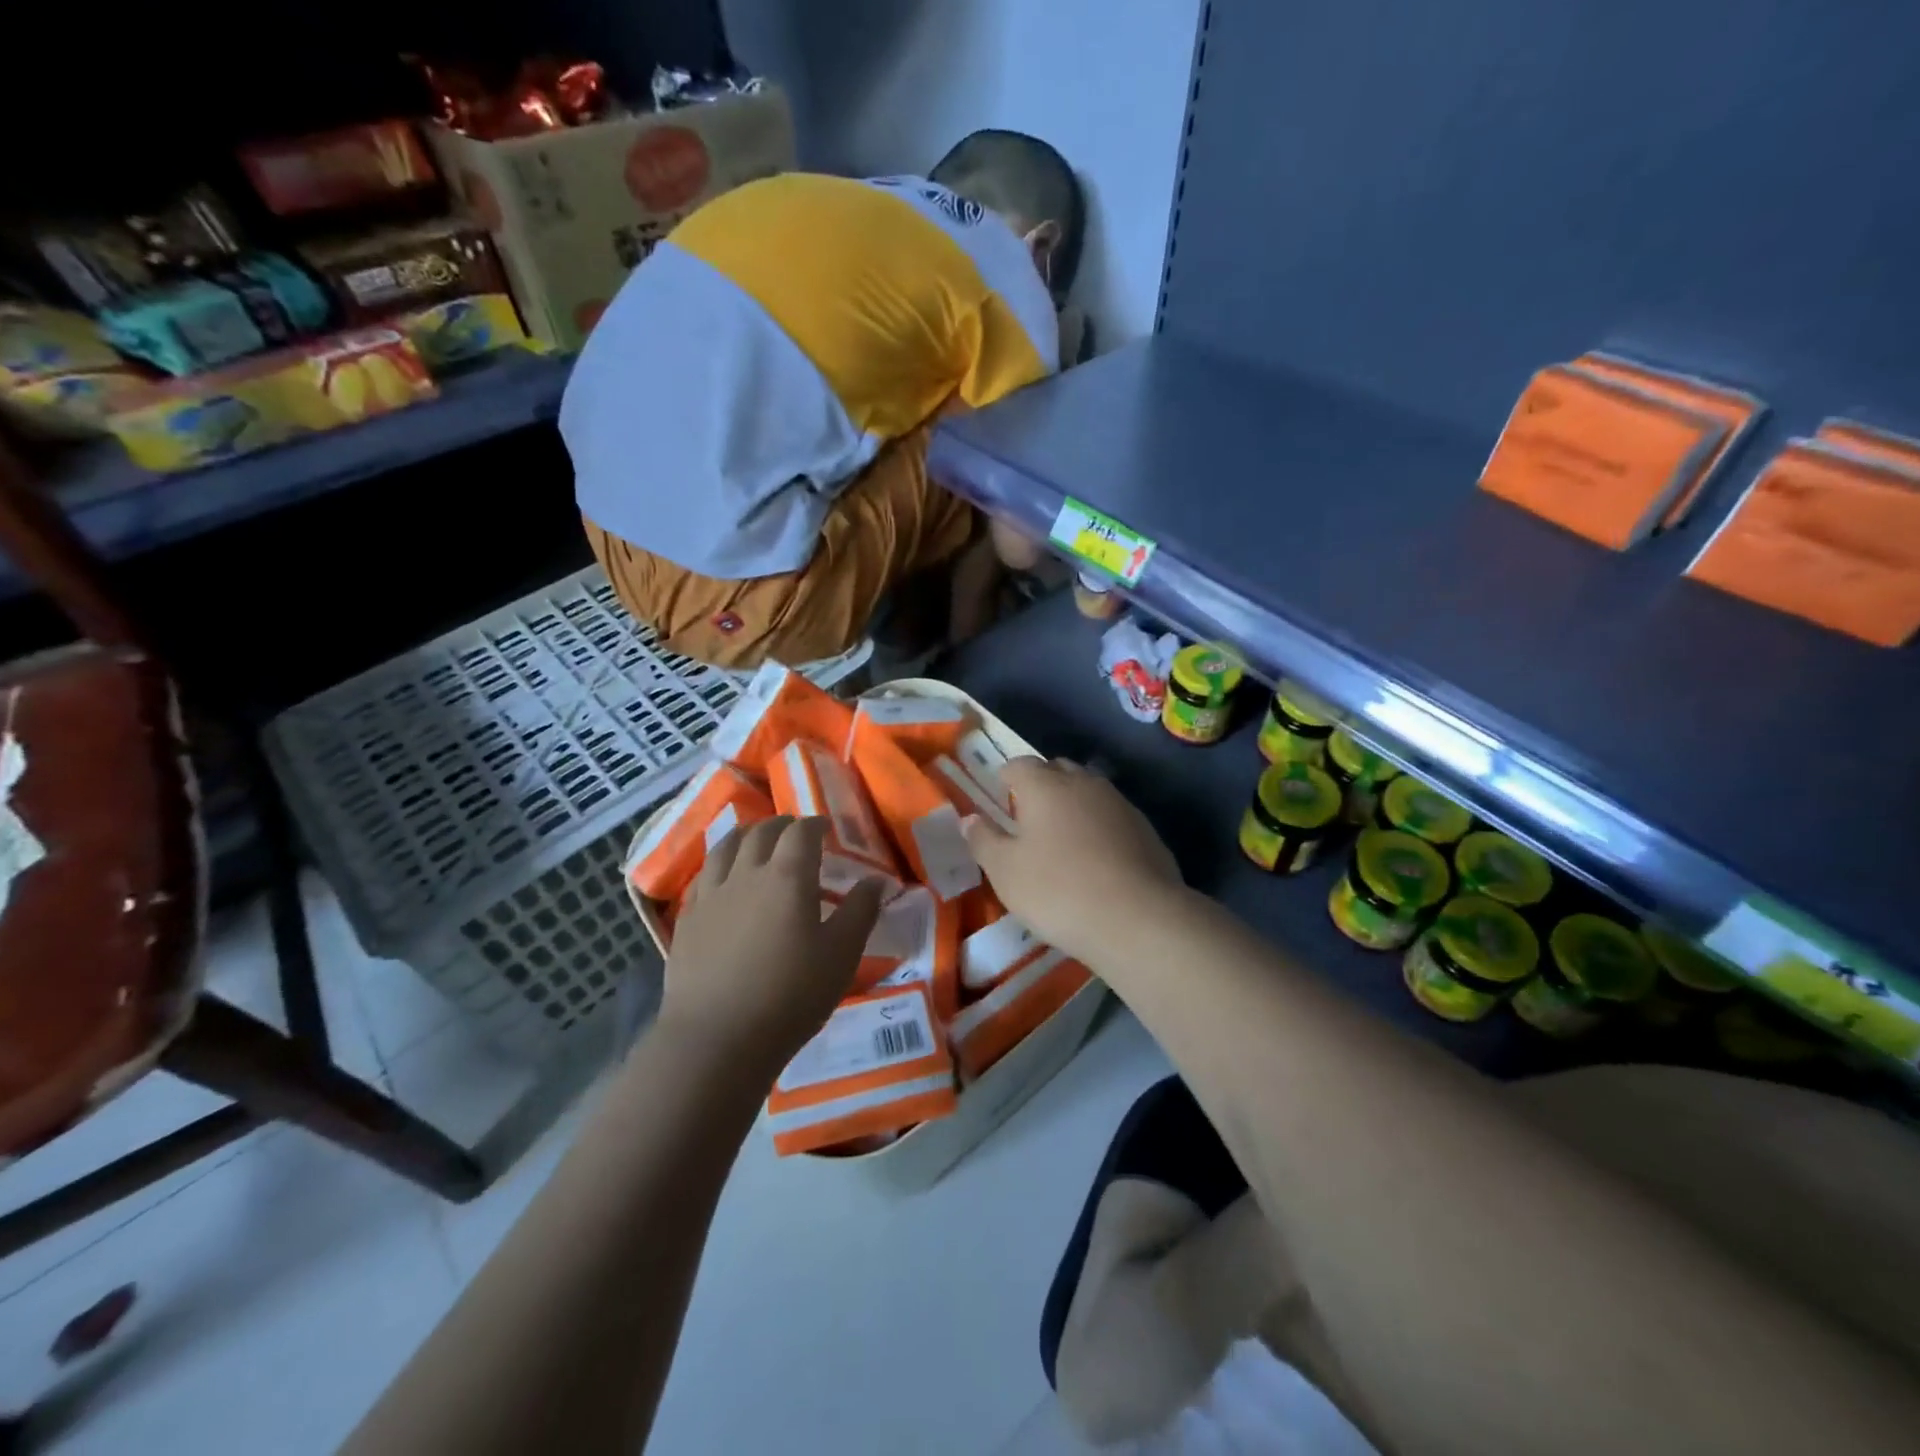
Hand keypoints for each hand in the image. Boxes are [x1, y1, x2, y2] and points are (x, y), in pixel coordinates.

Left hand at [660, 817, 885, 1078]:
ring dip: (745, 835)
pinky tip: (722, 877)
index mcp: (787, 876)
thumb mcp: (841, 956)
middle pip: (761, 832)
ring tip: (755, 839)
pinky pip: (702, 876)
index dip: (816, 824)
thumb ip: (860, 912)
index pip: (802, 832)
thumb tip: (875, 880)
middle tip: (795, 831)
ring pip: (725, 847)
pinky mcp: (688, 920)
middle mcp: (746, 874)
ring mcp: (711, 895)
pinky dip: (718, 864)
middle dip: (782, 825)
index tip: (827, 828)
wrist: (717, 1039)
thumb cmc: (790, 996)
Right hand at [963, 758, 1182, 964]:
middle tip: (1029, 819)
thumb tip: (970, 818)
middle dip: (1041, 786)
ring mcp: (1119, 803)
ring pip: (1088, 791)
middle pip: (1057, 770)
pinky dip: (1099, 827)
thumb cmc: (1058, 890)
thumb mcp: (1004, 871)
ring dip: (1073, 805)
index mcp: (1044, 785)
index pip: (1019, 764)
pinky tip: (1097, 860)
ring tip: (1063, 840)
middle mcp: (1083, 782)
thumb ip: (983, 840)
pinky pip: (1112, 816)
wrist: (1137, 918)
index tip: (1000, 800)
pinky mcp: (1145, 828)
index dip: (1006, 778)